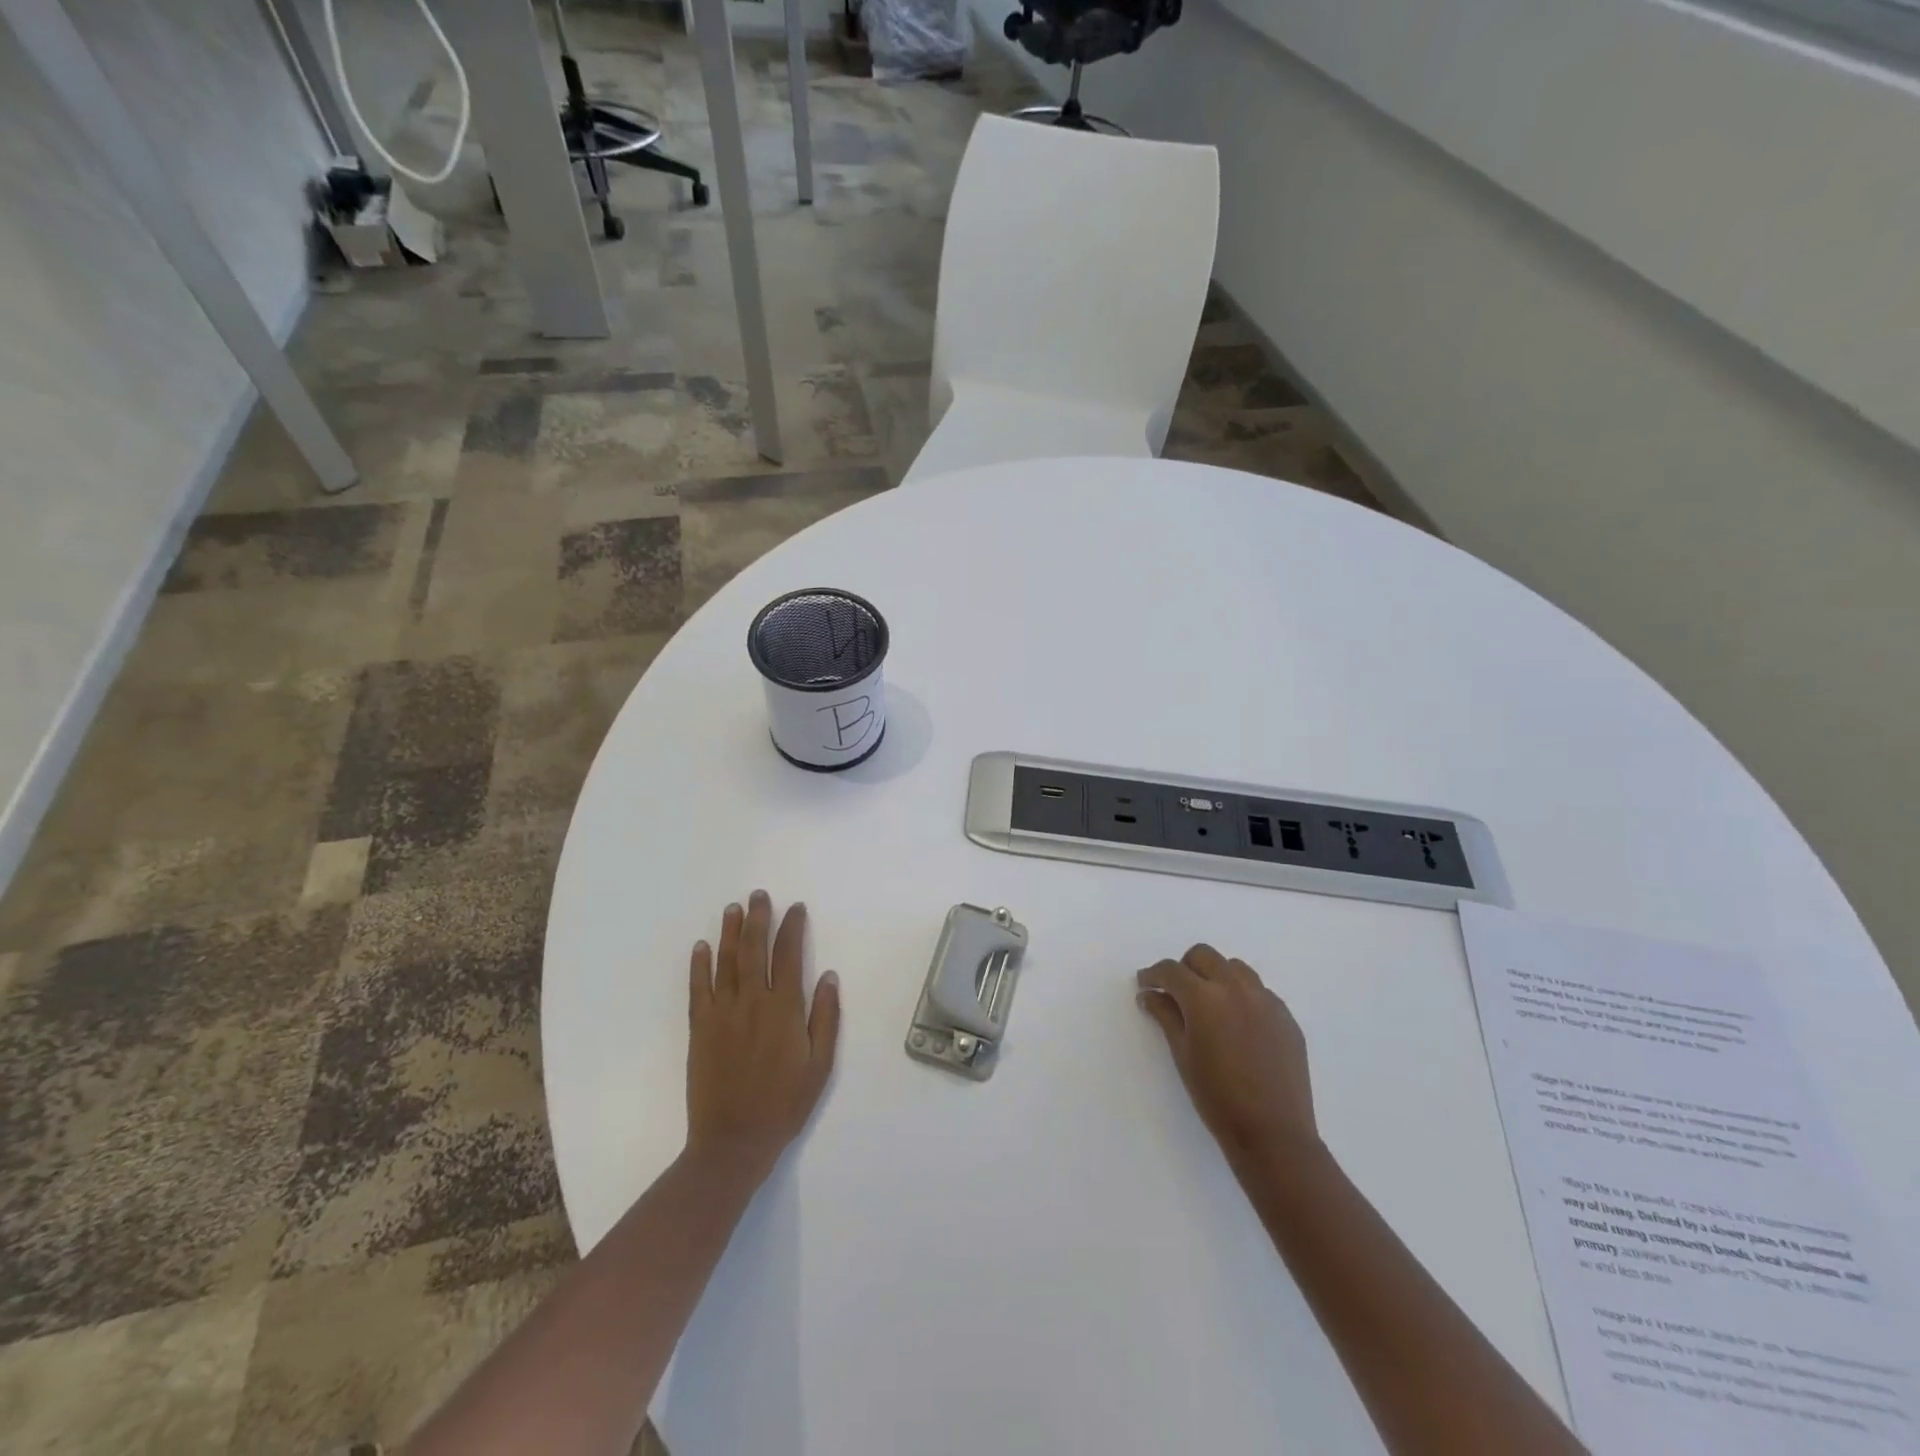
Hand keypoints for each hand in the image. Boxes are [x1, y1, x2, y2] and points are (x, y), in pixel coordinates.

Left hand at [686, 891, 840, 1184]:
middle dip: (759, 919)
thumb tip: (827, 975)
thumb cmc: (785, 1104)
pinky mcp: (699, 1028)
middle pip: (755, 950)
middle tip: (759, 895)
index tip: (795, 908)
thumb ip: (825, 1017)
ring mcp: (722, 1013)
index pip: (789, 955)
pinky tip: (702, 946)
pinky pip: (698, 989)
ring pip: (727, 962)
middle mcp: (752, 1002)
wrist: (734, 1141)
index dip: (792, 928)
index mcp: (785, 1009)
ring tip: (733, 908)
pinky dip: (700, 965)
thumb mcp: (820, 1065)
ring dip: (730, 932)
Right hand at [1137, 945, 1317, 1166]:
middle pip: (1204, 956)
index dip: (1153, 975)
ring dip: (1215, 975)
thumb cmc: (1217, 1097)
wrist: (1274, 1133)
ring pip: (1234, 967)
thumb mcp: (1182, 1055)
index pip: (1172, 970)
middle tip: (1175, 992)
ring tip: (1209, 1004)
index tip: (1145, 984)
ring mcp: (1266, 1000)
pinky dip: (1241, 994)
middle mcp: (1236, 988)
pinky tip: (1237, 1023)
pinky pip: (1258, 990)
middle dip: (1184, 968)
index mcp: (1205, 998)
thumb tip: (1149, 994)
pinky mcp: (1286, 1016)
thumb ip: (1165, 1016)